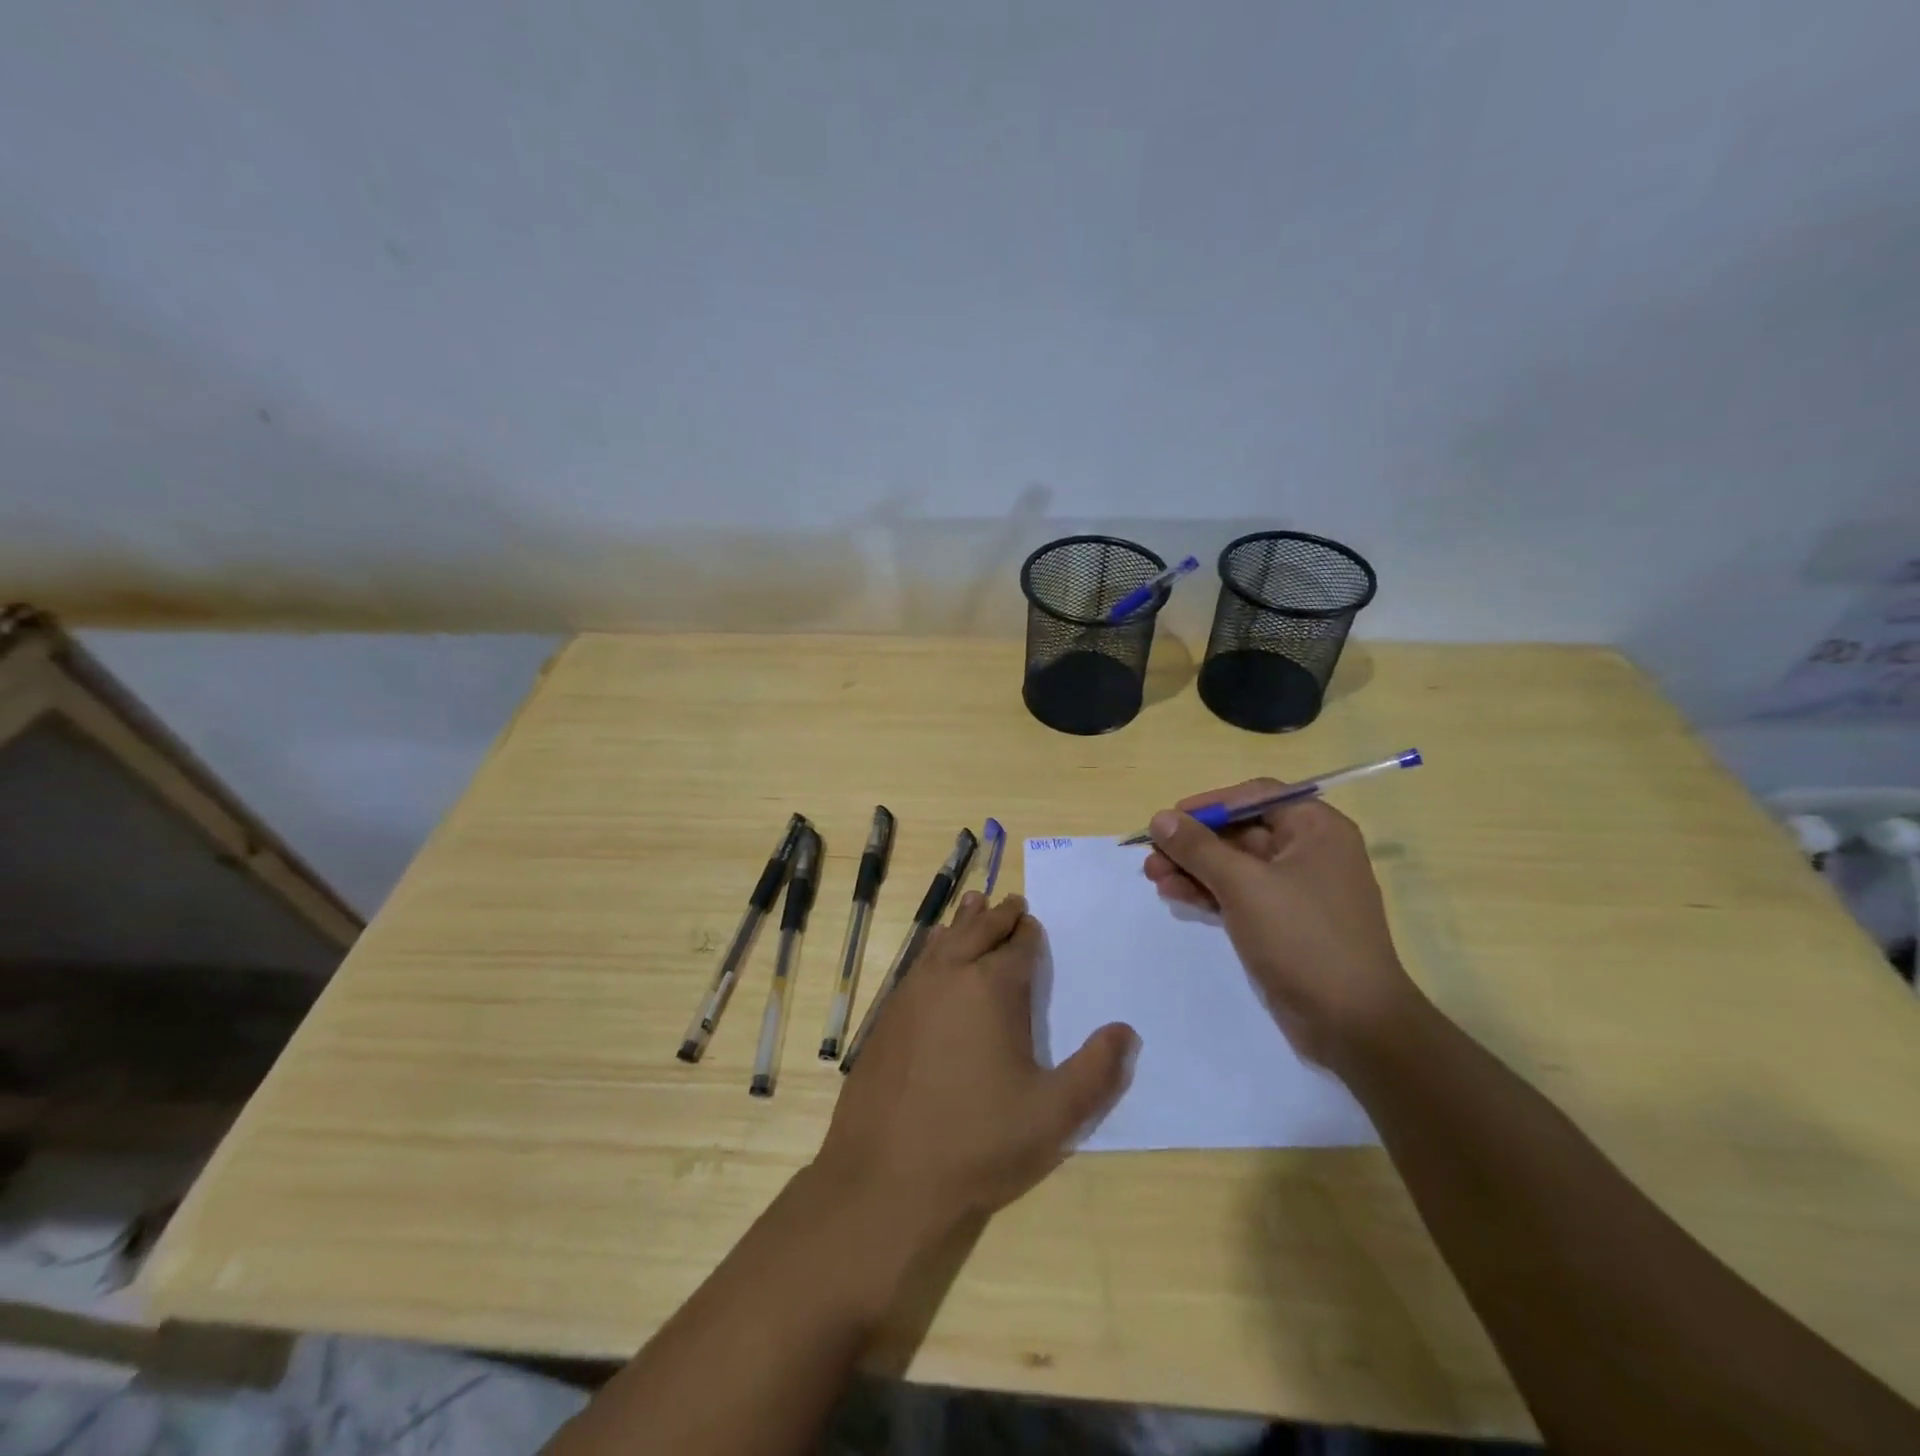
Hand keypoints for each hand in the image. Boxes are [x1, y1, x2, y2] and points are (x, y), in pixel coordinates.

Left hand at [816, 893, 1137, 1226]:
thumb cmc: (978, 1143)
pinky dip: (935, 946)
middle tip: (1012, 902)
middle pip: (979, 930)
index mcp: (993, 988)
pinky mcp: (887, 1014)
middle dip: (999, 915)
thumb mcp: (1053, 1116)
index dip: (1029, 933)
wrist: (885, 1176)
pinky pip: (918, 962)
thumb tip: (1126, 1030)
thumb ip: (1097, 1071)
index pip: (1018, 945)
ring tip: (975, 903)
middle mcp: (951, 975)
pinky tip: (936, 950)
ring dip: (964, 921)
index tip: (1033, 923)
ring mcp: (912, 992)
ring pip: (944, 939)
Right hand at [1143, 782, 1420, 1068]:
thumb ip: (1198, 848)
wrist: (1352, 1023)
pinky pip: (1239, 894)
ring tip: (1153, 879)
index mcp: (1315, 828)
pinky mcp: (1284, 922)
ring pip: (1234, 865)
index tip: (1168, 820)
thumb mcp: (1244, 886)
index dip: (1209, 804)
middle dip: (1193, 843)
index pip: (1254, 795)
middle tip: (1151, 856)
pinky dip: (1208, 892)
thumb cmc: (1303, 938)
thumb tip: (1160, 818)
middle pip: (1240, 831)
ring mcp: (1296, 890)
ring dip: (1193, 869)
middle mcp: (1309, 851)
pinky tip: (1175, 896)